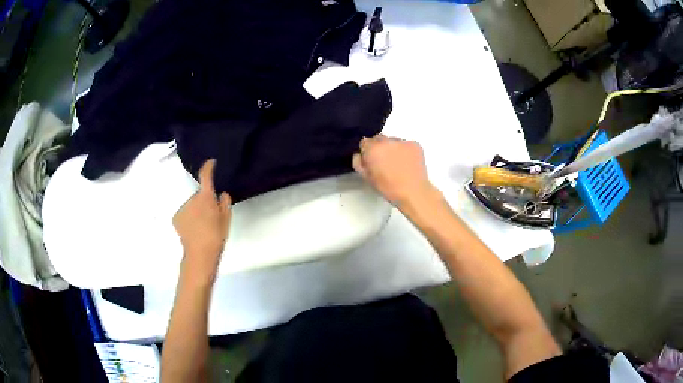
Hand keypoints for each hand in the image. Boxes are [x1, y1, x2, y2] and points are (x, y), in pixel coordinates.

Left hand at [173, 159, 231, 280]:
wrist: (200, 254)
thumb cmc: (216, 236)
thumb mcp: (226, 220)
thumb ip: (224, 203)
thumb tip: (221, 194)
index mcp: (206, 197)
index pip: (206, 176)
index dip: (208, 167)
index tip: (211, 162)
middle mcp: (192, 199)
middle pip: (199, 195)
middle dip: (204, 202)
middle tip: (210, 216)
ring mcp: (182, 208)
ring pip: (191, 205)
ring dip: (196, 211)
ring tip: (201, 227)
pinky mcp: (176, 217)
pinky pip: (185, 214)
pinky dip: (188, 218)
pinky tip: (193, 230)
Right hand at [352, 135, 435, 207]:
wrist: (413, 192)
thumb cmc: (388, 188)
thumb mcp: (367, 177)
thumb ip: (359, 162)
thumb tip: (360, 154)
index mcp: (373, 149)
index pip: (364, 141)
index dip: (367, 151)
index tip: (371, 160)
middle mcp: (387, 141)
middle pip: (378, 138)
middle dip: (379, 147)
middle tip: (384, 161)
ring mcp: (402, 141)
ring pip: (393, 141)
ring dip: (392, 148)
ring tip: (398, 163)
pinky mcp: (415, 144)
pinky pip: (406, 144)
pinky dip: (405, 150)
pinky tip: (407, 162)